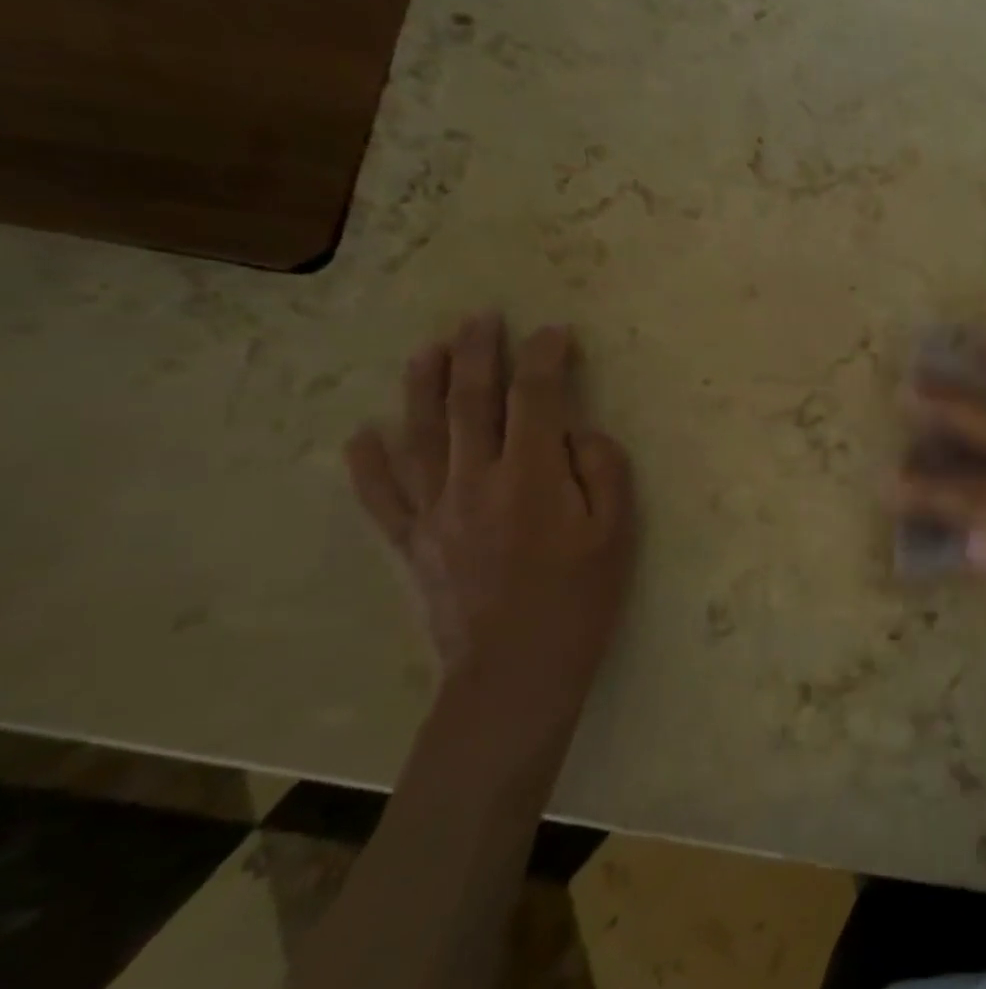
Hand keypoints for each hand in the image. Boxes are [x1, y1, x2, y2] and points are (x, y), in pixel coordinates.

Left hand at [345, 313, 637, 727]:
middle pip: (471, 402)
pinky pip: (381, 494)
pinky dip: (369, 461)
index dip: (544, 358)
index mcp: (532, 477)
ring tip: (428, 349)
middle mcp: (476, 481)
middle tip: (481, 317)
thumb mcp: (617, 532)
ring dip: (423, 386)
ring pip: (420, 434)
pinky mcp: (411, 542)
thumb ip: (604, 470)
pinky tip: (365, 433)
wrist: (515, 671)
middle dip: (477, 353)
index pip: (536, 398)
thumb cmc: (580, 598)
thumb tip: (577, 433)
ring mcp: (434, 511)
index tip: (554, 334)